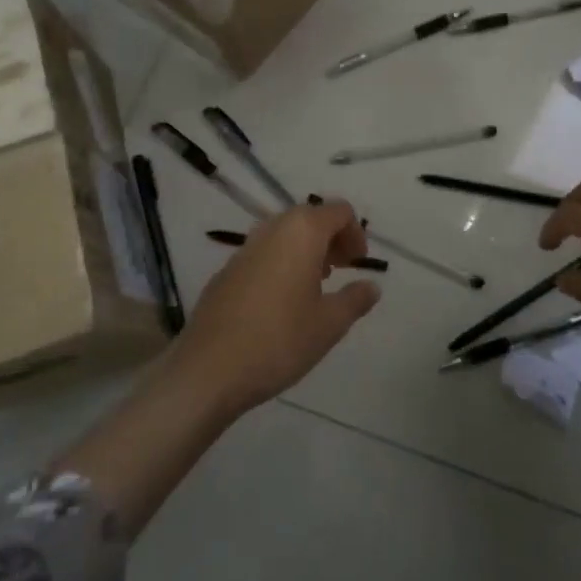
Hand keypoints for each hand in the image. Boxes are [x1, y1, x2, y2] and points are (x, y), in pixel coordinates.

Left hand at [170, 200, 380, 414]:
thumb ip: (355, 299)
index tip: (359, 264)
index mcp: (302, 232)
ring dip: (306, 251)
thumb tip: (371, 286)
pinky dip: (282, 263)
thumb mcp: (329, 324)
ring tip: (315, 286)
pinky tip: (282, 302)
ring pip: (285, 234)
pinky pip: (264, 253)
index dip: (355, 233)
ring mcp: (245, 248)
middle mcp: (272, 229)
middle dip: (332, 239)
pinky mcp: (227, 269)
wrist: (209, 369)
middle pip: (310, 218)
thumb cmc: (279, 340)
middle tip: (342, 270)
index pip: (338, 211)